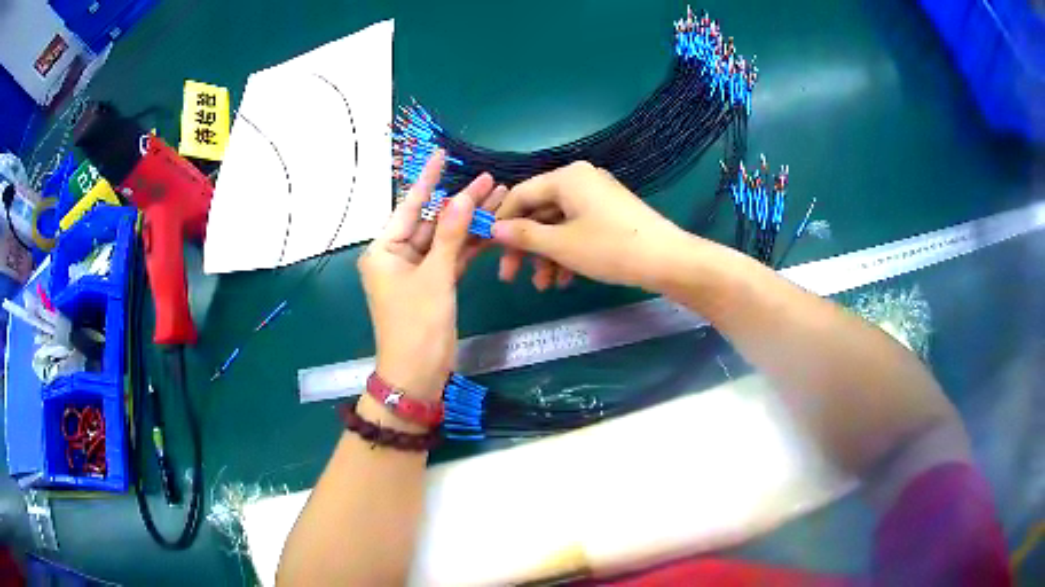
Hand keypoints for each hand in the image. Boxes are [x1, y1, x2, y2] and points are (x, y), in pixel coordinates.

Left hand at [359, 151, 503, 401]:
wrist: (418, 374)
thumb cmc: (417, 325)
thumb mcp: (434, 277)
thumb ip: (449, 236)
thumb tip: (462, 197)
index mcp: (384, 250)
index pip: (409, 206)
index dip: (428, 180)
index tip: (442, 154)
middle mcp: (397, 256)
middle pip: (432, 221)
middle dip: (461, 202)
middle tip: (490, 180)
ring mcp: (417, 271)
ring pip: (445, 239)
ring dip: (470, 223)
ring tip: (500, 198)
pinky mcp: (434, 285)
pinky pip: (452, 258)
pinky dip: (470, 246)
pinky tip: (492, 229)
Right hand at [492, 161, 687, 290]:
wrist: (667, 260)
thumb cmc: (610, 248)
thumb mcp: (561, 245)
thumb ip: (524, 236)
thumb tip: (494, 230)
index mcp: (566, 177)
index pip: (521, 194)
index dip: (502, 222)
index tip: (488, 249)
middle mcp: (580, 181)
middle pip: (539, 212)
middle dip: (525, 247)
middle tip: (510, 275)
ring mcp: (597, 198)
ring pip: (558, 225)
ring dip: (546, 256)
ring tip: (542, 285)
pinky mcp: (609, 215)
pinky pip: (577, 230)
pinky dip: (567, 253)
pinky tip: (563, 280)